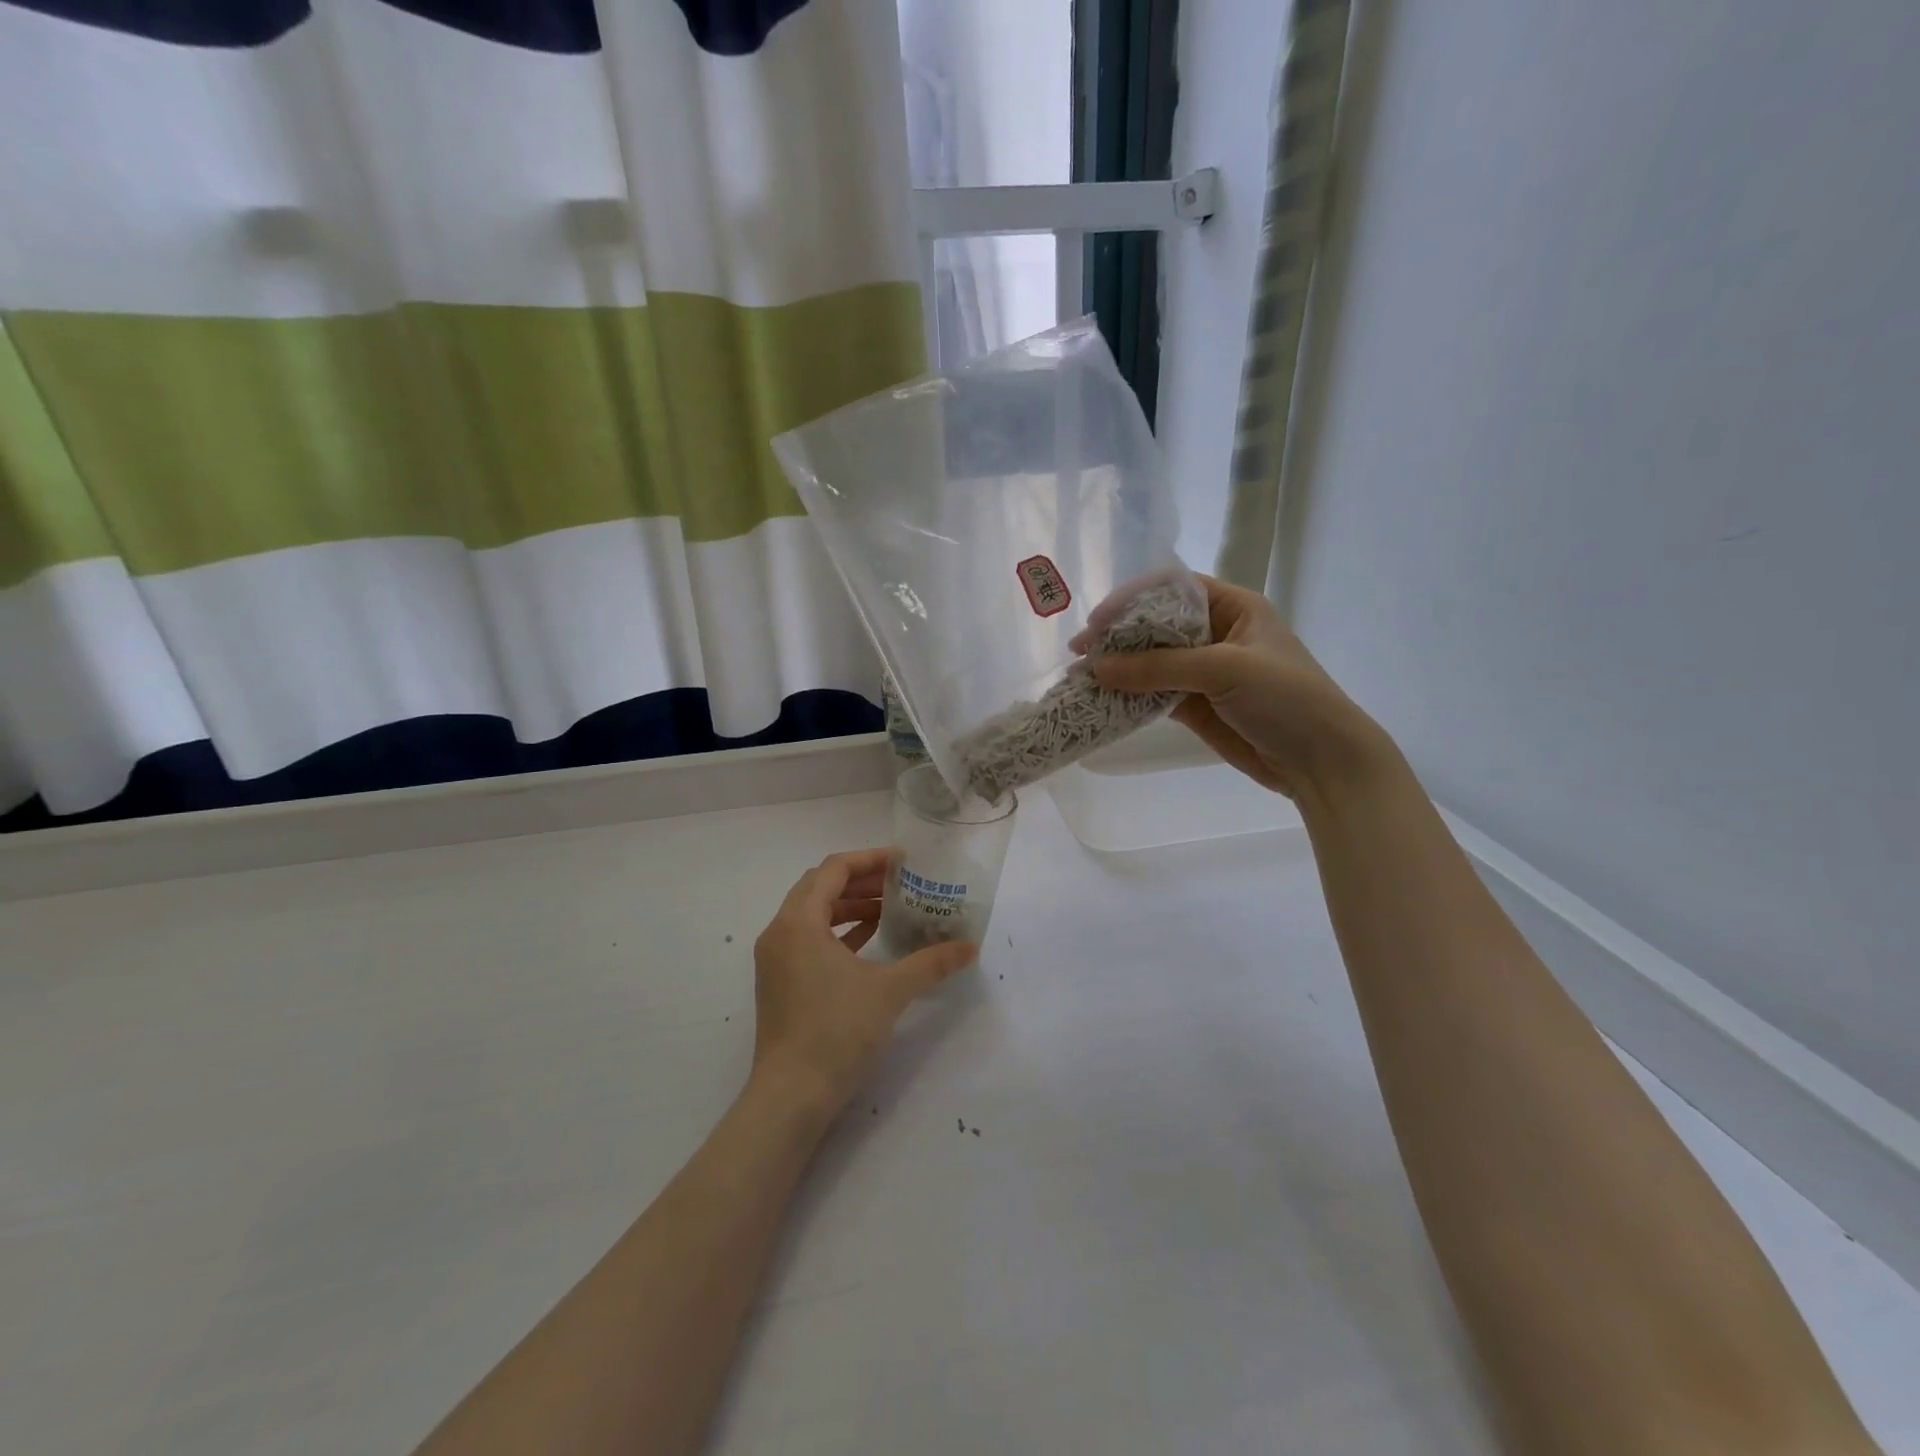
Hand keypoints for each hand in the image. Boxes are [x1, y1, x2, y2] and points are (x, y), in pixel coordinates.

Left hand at [749, 849, 975, 1119]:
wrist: (790, 1098)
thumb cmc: (836, 1032)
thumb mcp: (890, 991)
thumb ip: (931, 962)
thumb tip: (971, 947)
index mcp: (798, 922)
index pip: (833, 868)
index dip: (870, 859)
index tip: (904, 862)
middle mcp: (779, 932)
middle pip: (820, 887)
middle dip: (861, 880)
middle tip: (900, 883)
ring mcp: (775, 960)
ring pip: (813, 914)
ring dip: (850, 906)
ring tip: (889, 910)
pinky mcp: (779, 983)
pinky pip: (808, 940)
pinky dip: (838, 932)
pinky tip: (869, 941)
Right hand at [1090, 575, 1385, 798]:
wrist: (1322, 761)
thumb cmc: (1286, 698)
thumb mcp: (1225, 668)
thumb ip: (1159, 666)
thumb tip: (1097, 667)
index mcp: (1233, 607)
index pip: (1172, 589)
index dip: (1133, 600)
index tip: (1098, 621)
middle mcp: (1215, 634)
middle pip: (1156, 625)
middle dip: (1119, 637)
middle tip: (1081, 653)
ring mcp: (1204, 672)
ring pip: (1151, 662)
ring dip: (1119, 669)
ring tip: (1082, 678)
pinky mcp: (1196, 706)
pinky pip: (1154, 694)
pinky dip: (1130, 698)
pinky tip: (1103, 701)